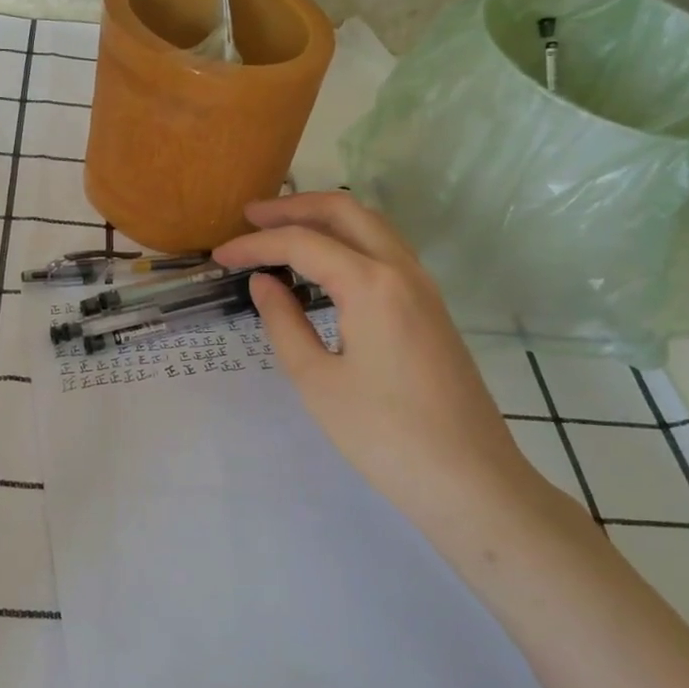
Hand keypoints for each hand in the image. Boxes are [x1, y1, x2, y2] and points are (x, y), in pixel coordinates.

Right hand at [215, 193, 570, 546]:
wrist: (469, 480)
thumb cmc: (384, 435)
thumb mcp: (317, 381)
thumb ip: (284, 322)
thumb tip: (264, 282)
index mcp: (371, 283)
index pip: (302, 244)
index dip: (255, 245)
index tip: (219, 257)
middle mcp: (402, 270)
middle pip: (345, 212)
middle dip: (294, 208)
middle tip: (250, 217)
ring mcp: (424, 287)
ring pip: (372, 227)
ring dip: (325, 221)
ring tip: (282, 233)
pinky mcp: (431, 309)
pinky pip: (386, 253)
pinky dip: (349, 243)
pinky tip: (326, 267)